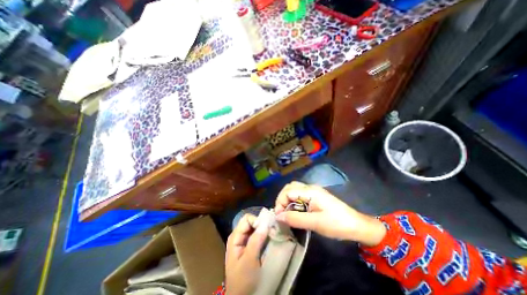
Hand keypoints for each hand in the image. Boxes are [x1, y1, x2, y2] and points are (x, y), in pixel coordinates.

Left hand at [225, 214, 267, 294]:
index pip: (247, 219)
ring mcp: (245, 241)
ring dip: (265, 230)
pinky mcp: (251, 247)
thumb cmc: (242, 280)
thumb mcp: (248, 261)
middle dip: (262, 225)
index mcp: (235, 237)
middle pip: (252, 222)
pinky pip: (258, 236)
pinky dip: (265, 236)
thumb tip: (265, 223)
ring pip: (256, 229)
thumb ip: (256, 241)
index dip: (257, 221)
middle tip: (272, 230)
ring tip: (273, 235)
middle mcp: (240, 236)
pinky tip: (270, 240)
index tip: (267, 228)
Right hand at [274, 182, 385, 245]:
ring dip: (287, 200)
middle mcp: (310, 187)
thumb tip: (278, 217)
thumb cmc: (337, 224)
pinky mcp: (316, 196)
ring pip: (294, 190)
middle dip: (282, 199)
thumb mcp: (315, 223)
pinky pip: (300, 194)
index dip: (280, 202)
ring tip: (287, 213)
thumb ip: (295, 218)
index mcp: (310, 191)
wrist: (357, 225)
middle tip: (282, 214)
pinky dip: (294, 201)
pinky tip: (296, 211)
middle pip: (289, 187)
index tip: (279, 217)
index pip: (287, 191)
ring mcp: (313, 191)